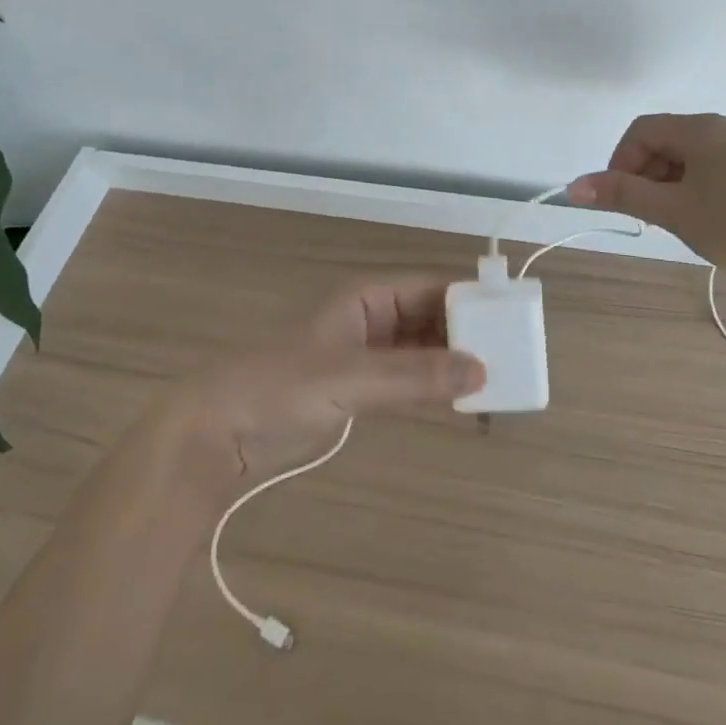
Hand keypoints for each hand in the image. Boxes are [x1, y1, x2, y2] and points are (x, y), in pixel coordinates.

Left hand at [174, 280, 485, 484]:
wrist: (214, 436)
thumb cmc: (280, 388)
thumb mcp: (352, 378)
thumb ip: (416, 376)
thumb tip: (483, 370)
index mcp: (367, 297)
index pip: (432, 288)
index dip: (469, 302)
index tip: (510, 321)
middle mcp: (370, 318)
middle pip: (430, 318)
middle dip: (466, 335)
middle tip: (511, 357)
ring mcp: (363, 355)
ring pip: (421, 350)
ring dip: (452, 362)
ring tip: (494, 381)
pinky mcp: (355, 390)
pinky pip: (406, 379)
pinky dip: (431, 386)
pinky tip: (457, 401)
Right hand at [568, 114, 725, 278]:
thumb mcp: (675, 211)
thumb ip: (624, 195)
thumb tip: (574, 186)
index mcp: (702, 129)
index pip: (642, 130)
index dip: (622, 161)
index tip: (623, 200)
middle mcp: (723, 126)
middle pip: (665, 140)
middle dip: (646, 174)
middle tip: (650, 215)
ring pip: (687, 155)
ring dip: (669, 182)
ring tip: (677, 221)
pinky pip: (711, 165)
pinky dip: (694, 186)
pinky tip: (703, 217)